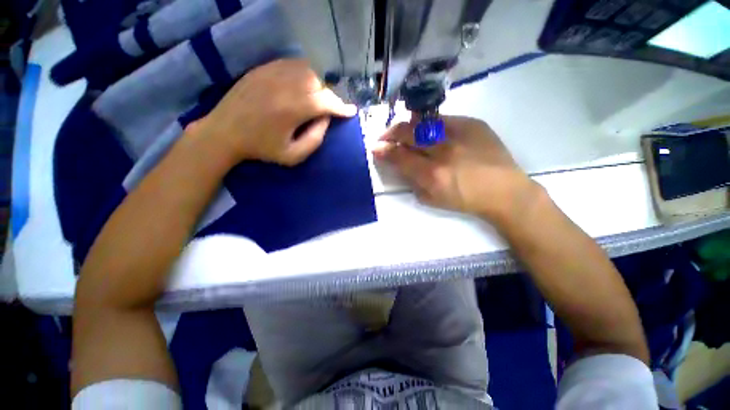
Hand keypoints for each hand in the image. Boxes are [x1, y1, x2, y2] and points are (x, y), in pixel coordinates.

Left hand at [190, 59, 356, 166]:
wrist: (224, 133)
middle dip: (330, 96)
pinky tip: (302, 85)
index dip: (341, 107)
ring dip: (318, 84)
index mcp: (291, 110)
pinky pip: (291, 64)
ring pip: (307, 70)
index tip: (351, 112)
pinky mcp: (262, 68)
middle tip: (330, 108)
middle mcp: (283, 86)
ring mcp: (271, 73)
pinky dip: (303, 73)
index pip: (326, 102)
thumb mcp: (292, 156)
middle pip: (319, 83)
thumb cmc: (261, 148)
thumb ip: (315, 140)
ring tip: (318, 97)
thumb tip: (326, 120)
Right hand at [372, 116, 540, 223]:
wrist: (504, 190)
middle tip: (384, 137)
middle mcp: (443, 151)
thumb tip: (398, 164)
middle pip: (407, 133)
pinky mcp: (473, 124)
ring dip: (407, 127)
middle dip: (390, 133)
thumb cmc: (464, 201)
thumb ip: (411, 181)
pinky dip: (429, 125)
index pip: (399, 156)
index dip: (383, 150)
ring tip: (403, 132)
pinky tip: (428, 131)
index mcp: (432, 174)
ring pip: (423, 122)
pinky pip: (442, 119)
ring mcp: (459, 133)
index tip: (375, 148)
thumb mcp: (431, 200)